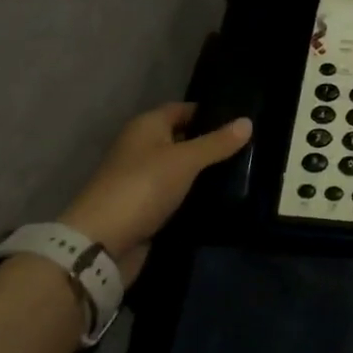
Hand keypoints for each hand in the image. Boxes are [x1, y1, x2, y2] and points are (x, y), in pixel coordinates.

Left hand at [58, 103, 250, 282]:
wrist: (102, 243)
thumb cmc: (143, 187)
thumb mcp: (185, 160)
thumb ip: (217, 142)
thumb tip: (248, 122)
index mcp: (147, 126)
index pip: (183, 109)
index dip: (211, 112)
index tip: (242, 120)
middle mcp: (143, 148)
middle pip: (183, 138)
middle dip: (212, 143)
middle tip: (251, 147)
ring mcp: (143, 180)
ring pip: (181, 169)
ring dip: (205, 171)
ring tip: (245, 171)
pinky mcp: (147, 208)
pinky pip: (177, 194)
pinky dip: (195, 194)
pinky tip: (223, 197)